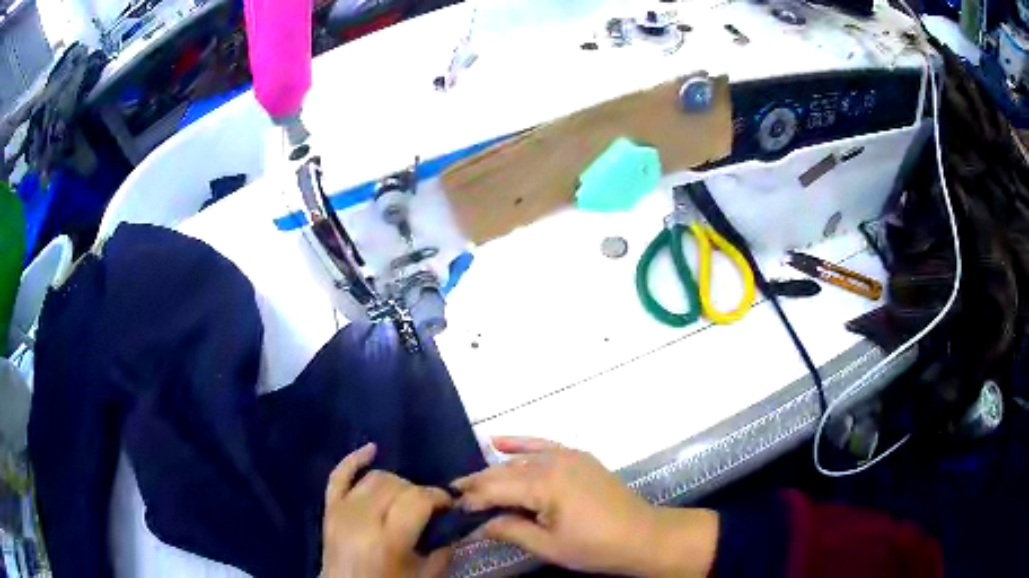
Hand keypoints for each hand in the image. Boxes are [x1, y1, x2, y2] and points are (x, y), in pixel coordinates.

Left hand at [322, 443, 453, 577]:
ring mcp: (342, 510)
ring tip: (407, 498)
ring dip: (396, 483)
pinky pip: (339, 475)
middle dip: (419, 492)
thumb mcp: (425, 575)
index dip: (439, 497)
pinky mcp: (329, 507)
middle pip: (397, 486)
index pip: (417, 500)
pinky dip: (355, 459)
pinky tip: (373, 449)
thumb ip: (444, 548)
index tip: (450, 505)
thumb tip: (453, 520)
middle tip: (430, 507)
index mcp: (388, 540)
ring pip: (374, 478)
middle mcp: (362, 520)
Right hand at [453, 437, 718, 576]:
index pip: (495, 488)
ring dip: (495, 471)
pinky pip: (543, 446)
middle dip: (478, 486)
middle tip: (453, 498)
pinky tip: (497, 441)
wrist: (642, 535)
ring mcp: (568, 456)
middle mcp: (553, 462)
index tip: (450, 510)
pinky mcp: (578, 457)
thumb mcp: (548, 545)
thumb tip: (477, 525)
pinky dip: (520, 444)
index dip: (471, 500)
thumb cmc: (595, 546)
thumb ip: (510, 530)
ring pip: (520, 461)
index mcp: (545, 484)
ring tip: (468, 483)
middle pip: (504, 472)